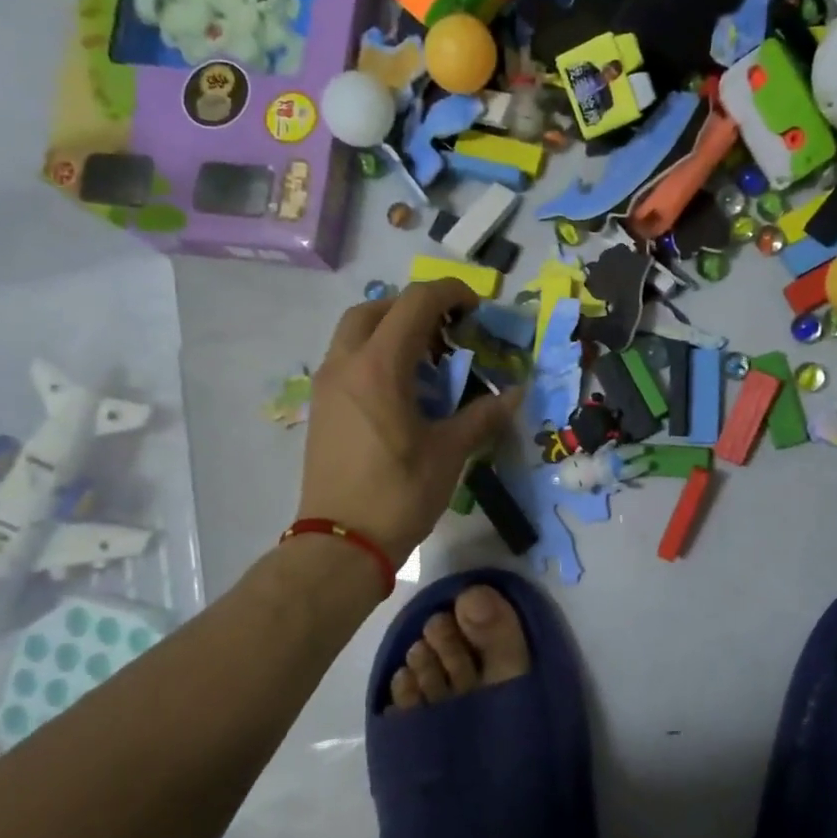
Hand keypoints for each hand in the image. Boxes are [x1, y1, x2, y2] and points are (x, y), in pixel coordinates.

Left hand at [297, 280, 520, 566]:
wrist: (340, 544)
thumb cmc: (398, 494)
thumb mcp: (449, 453)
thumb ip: (482, 416)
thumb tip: (515, 394)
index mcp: (379, 367)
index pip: (415, 303)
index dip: (450, 293)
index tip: (476, 309)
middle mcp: (346, 364)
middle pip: (377, 309)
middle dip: (415, 308)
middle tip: (447, 331)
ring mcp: (327, 385)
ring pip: (355, 332)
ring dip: (391, 330)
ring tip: (426, 361)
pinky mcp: (321, 407)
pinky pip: (347, 359)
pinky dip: (374, 355)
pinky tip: (400, 390)